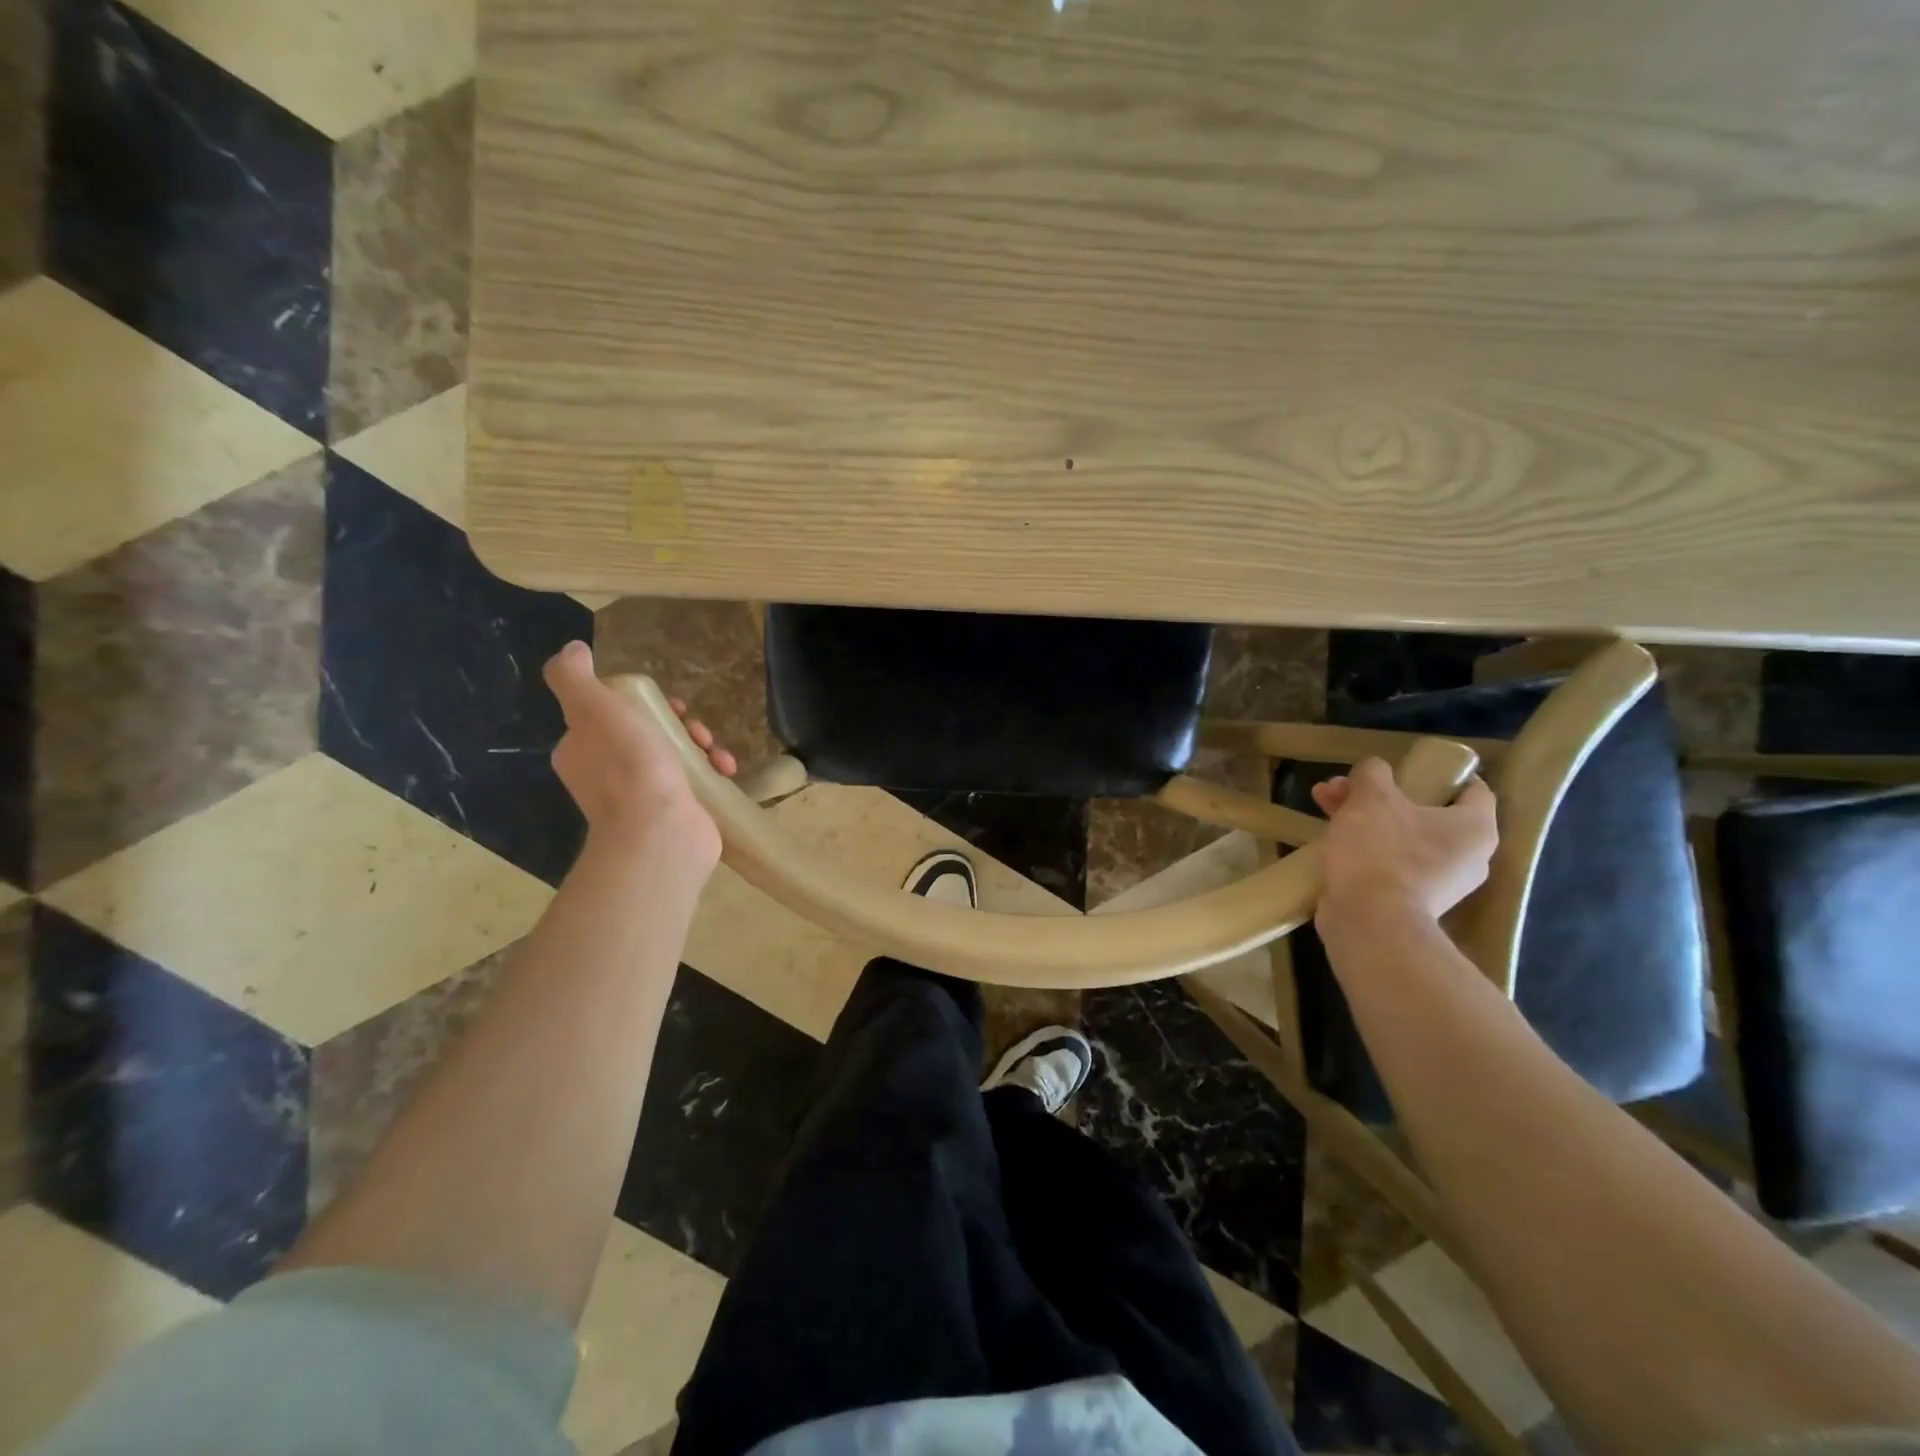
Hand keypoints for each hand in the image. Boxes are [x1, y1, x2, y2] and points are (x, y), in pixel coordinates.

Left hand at [542, 641, 736, 863]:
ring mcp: (642, 797)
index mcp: (582, 749)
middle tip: (696, 729)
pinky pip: (695, 781)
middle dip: (680, 724)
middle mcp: (607, 774)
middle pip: (650, 732)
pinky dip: (712, 771)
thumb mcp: (594, 709)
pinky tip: (725, 770)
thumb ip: (575, 677)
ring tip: (716, 752)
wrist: (660, 833)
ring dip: (702, 746)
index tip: (671, 704)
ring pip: (676, 755)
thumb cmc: (628, 767)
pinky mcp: (674, 812)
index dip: (644, 702)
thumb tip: (573, 650)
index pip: (613, 713)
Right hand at [1310, 758, 1496, 930]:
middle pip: (1423, 811)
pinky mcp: (1409, 902)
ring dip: (1363, 817)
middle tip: (1340, 787)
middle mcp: (1467, 857)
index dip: (1441, 772)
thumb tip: (1373, 770)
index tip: (1406, 767)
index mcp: (1474, 828)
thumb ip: (1373, 773)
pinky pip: (1389, 863)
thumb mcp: (1372, 796)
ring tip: (1322, 806)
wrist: (1369, 922)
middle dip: (1377, 795)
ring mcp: (1438, 884)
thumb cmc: (1381, 851)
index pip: (1474, 789)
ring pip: (1401, 836)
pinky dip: (1365, 848)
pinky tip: (1332, 840)